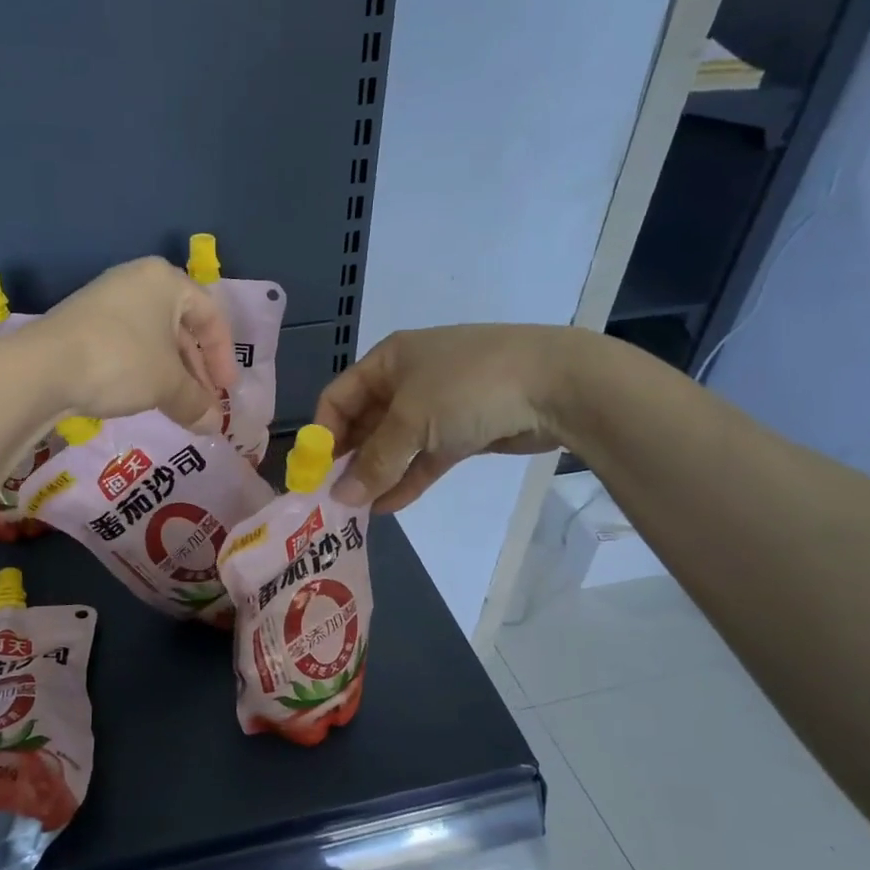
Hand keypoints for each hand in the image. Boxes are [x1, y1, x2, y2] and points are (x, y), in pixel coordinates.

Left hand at [31, 257, 239, 425]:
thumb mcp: (168, 384)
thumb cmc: (121, 361)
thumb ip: (197, 402)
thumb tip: (214, 425)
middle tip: (203, 403)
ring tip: (177, 406)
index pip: (211, 315)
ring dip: (171, 374)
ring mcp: (105, 300)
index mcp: (165, 280)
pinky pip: (127, 344)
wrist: (43, 367)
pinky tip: (143, 397)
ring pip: (153, 338)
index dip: (224, 356)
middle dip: (196, 370)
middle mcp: (136, 281)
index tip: (225, 391)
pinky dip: (142, 370)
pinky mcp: (82, 323)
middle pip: (181, 327)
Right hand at [315, 325, 591, 510]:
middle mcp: (408, 379)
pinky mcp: (463, 432)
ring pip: (395, 444)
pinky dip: (406, 480)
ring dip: (376, 474)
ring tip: (355, 509)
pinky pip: (424, 459)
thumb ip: (374, 462)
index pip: (338, 397)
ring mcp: (438, 407)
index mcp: (389, 360)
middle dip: (348, 459)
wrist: (556, 385)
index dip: (322, 434)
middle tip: (332, 497)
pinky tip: (387, 507)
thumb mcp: (412, 421)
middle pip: (365, 422)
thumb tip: (339, 497)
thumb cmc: (468, 387)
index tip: (313, 472)